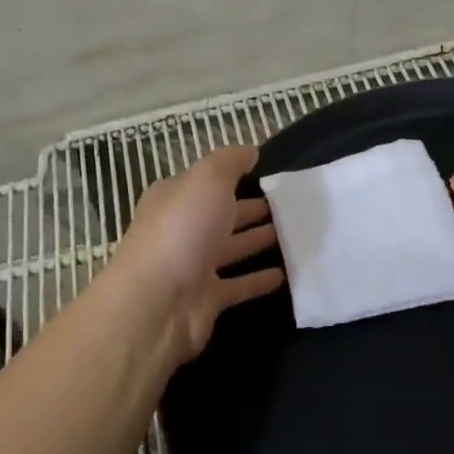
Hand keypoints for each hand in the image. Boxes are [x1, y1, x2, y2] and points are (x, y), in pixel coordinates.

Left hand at [110, 145, 284, 373]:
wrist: (157, 303)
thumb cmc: (182, 230)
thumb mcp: (207, 180)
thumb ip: (230, 161)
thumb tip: (251, 150)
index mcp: (175, 198)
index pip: (208, 182)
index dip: (235, 176)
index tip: (272, 174)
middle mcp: (181, 230)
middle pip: (221, 215)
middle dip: (252, 209)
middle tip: (291, 205)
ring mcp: (193, 266)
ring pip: (232, 249)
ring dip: (258, 241)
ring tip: (295, 234)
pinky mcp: (207, 299)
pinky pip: (239, 285)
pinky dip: (259, 279)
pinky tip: (285, 273)